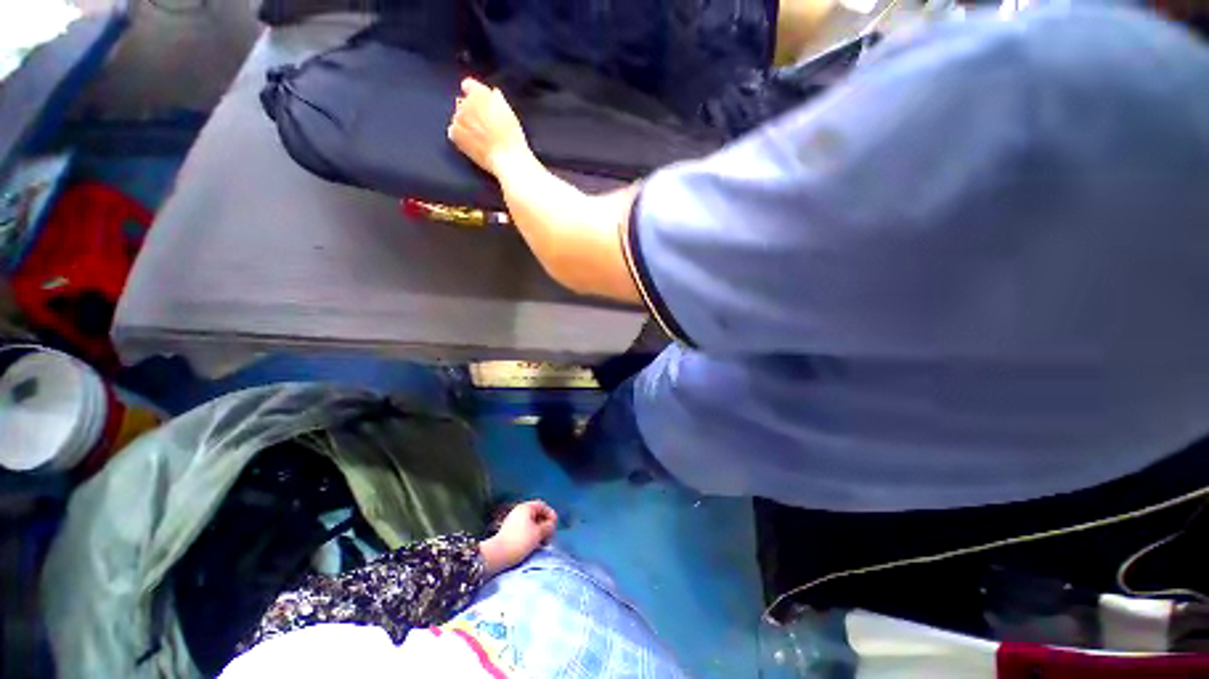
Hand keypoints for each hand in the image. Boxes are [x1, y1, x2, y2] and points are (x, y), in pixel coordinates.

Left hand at [448, 78, 532, 175]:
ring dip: (465, 126)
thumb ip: (497, 101)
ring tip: (480, 139)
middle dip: (470, 113)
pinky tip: (472, 145)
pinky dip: (460, 137)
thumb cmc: (512, 138)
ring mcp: (459, 118)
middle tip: (484, 128)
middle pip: (463, 104)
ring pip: (458, 118)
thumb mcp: (509, 114)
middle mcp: (466, 102)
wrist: (507, 158)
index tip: (479, 105)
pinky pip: (453, 132)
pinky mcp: (455, 133)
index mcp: (480, 94)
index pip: (468, 85)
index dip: (473, 95)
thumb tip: (493, 94)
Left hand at [480, 500, 557, 574]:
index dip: (551, 515)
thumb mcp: (538, 533)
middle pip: (537, 513)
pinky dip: (531, 534)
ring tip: (542, 542)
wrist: (497, 554)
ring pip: (531, 522)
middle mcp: (519, 510)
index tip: (554, 527)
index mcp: (526, 507)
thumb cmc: (520, 541)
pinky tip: (533, 544)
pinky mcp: (509, 531)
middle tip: (549, 536)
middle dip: (545, 524)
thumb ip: (548, 526)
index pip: (543, 506)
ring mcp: (513, 520)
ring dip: (538, 531)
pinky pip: (524, 528)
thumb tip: (551, 524)